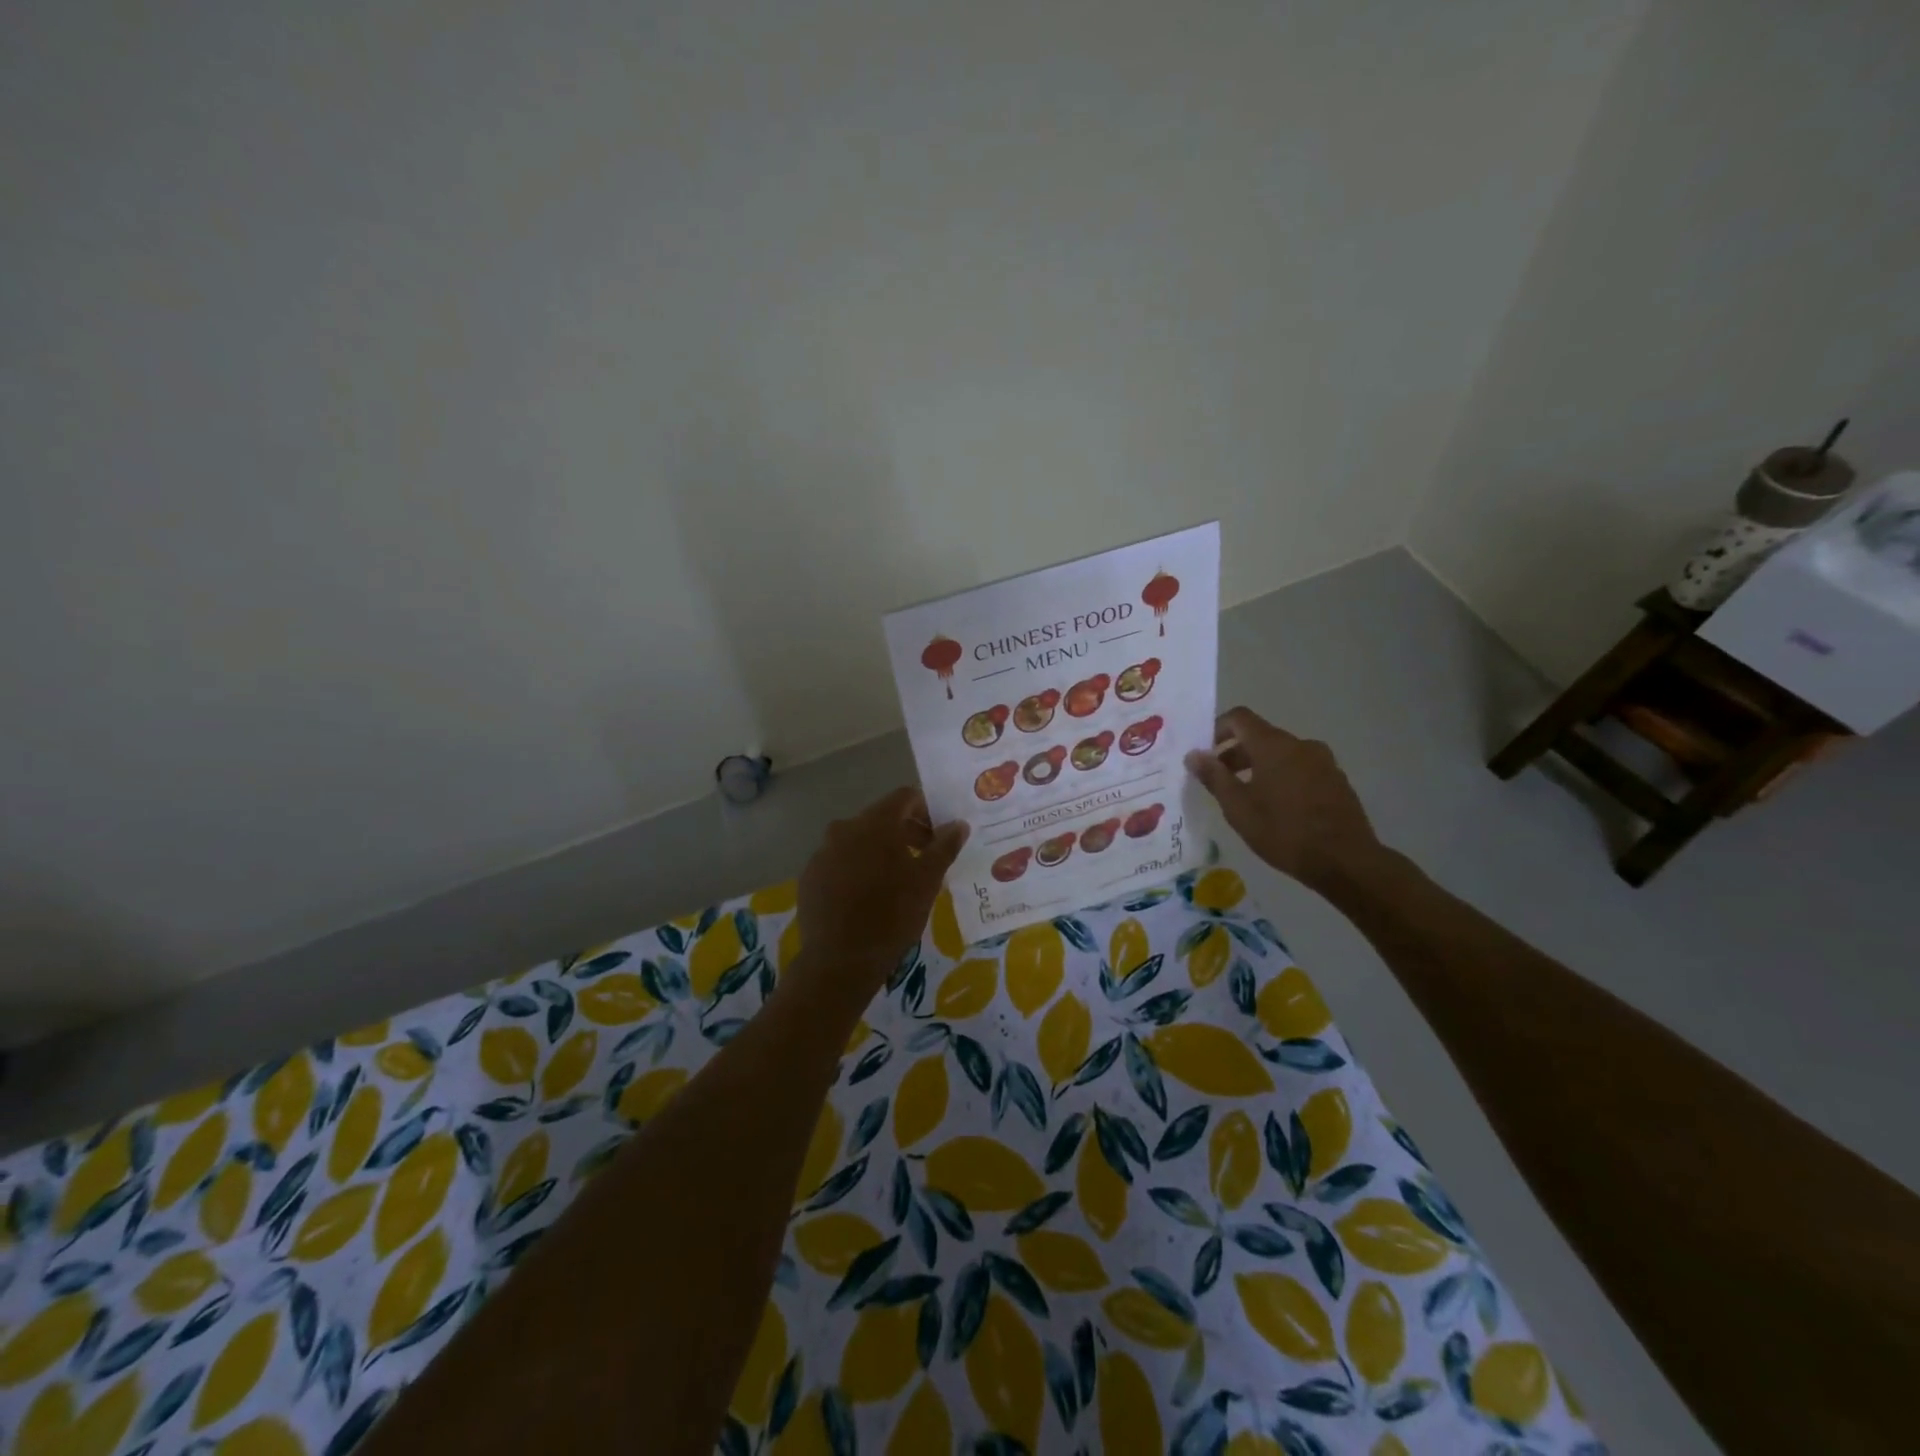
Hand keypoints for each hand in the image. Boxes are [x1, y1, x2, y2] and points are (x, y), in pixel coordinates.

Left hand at [790, 787, 967, 1005]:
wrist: (839, 961)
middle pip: (881, 818)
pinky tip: (867, 897)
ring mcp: (822, 852)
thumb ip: (944, 846)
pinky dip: (857, 869)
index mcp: (875, 823)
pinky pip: (839, 862)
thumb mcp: (927, 881)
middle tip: (926, 859)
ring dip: (881, 852)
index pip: (905, 797)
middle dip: (906, 833)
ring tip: (898, 881)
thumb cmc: (892, 916)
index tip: (939, 835)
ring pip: (859, 841)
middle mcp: (844, 828)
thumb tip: (958, 824)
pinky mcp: (810, 876)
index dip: (926, 810)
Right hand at [1185, 708, 1384, 890]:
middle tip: (1218, 780)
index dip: (1217, 729)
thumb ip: (1214, 777)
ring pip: (1281, 754)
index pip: (1239, 718)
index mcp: (1273, 745)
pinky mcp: (1337, 780)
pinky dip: (1282, 777)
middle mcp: (1300, 744)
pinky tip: (1277, 808)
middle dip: (1235, 753)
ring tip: (1247, 797)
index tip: (1204, 753)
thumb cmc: (1284, 831)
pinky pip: (1300, 768)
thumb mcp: (1238, 808)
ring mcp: (1323, 761)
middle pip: (1260, 736)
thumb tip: (1194, 755)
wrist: (1346, 860)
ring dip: (1259, 766)